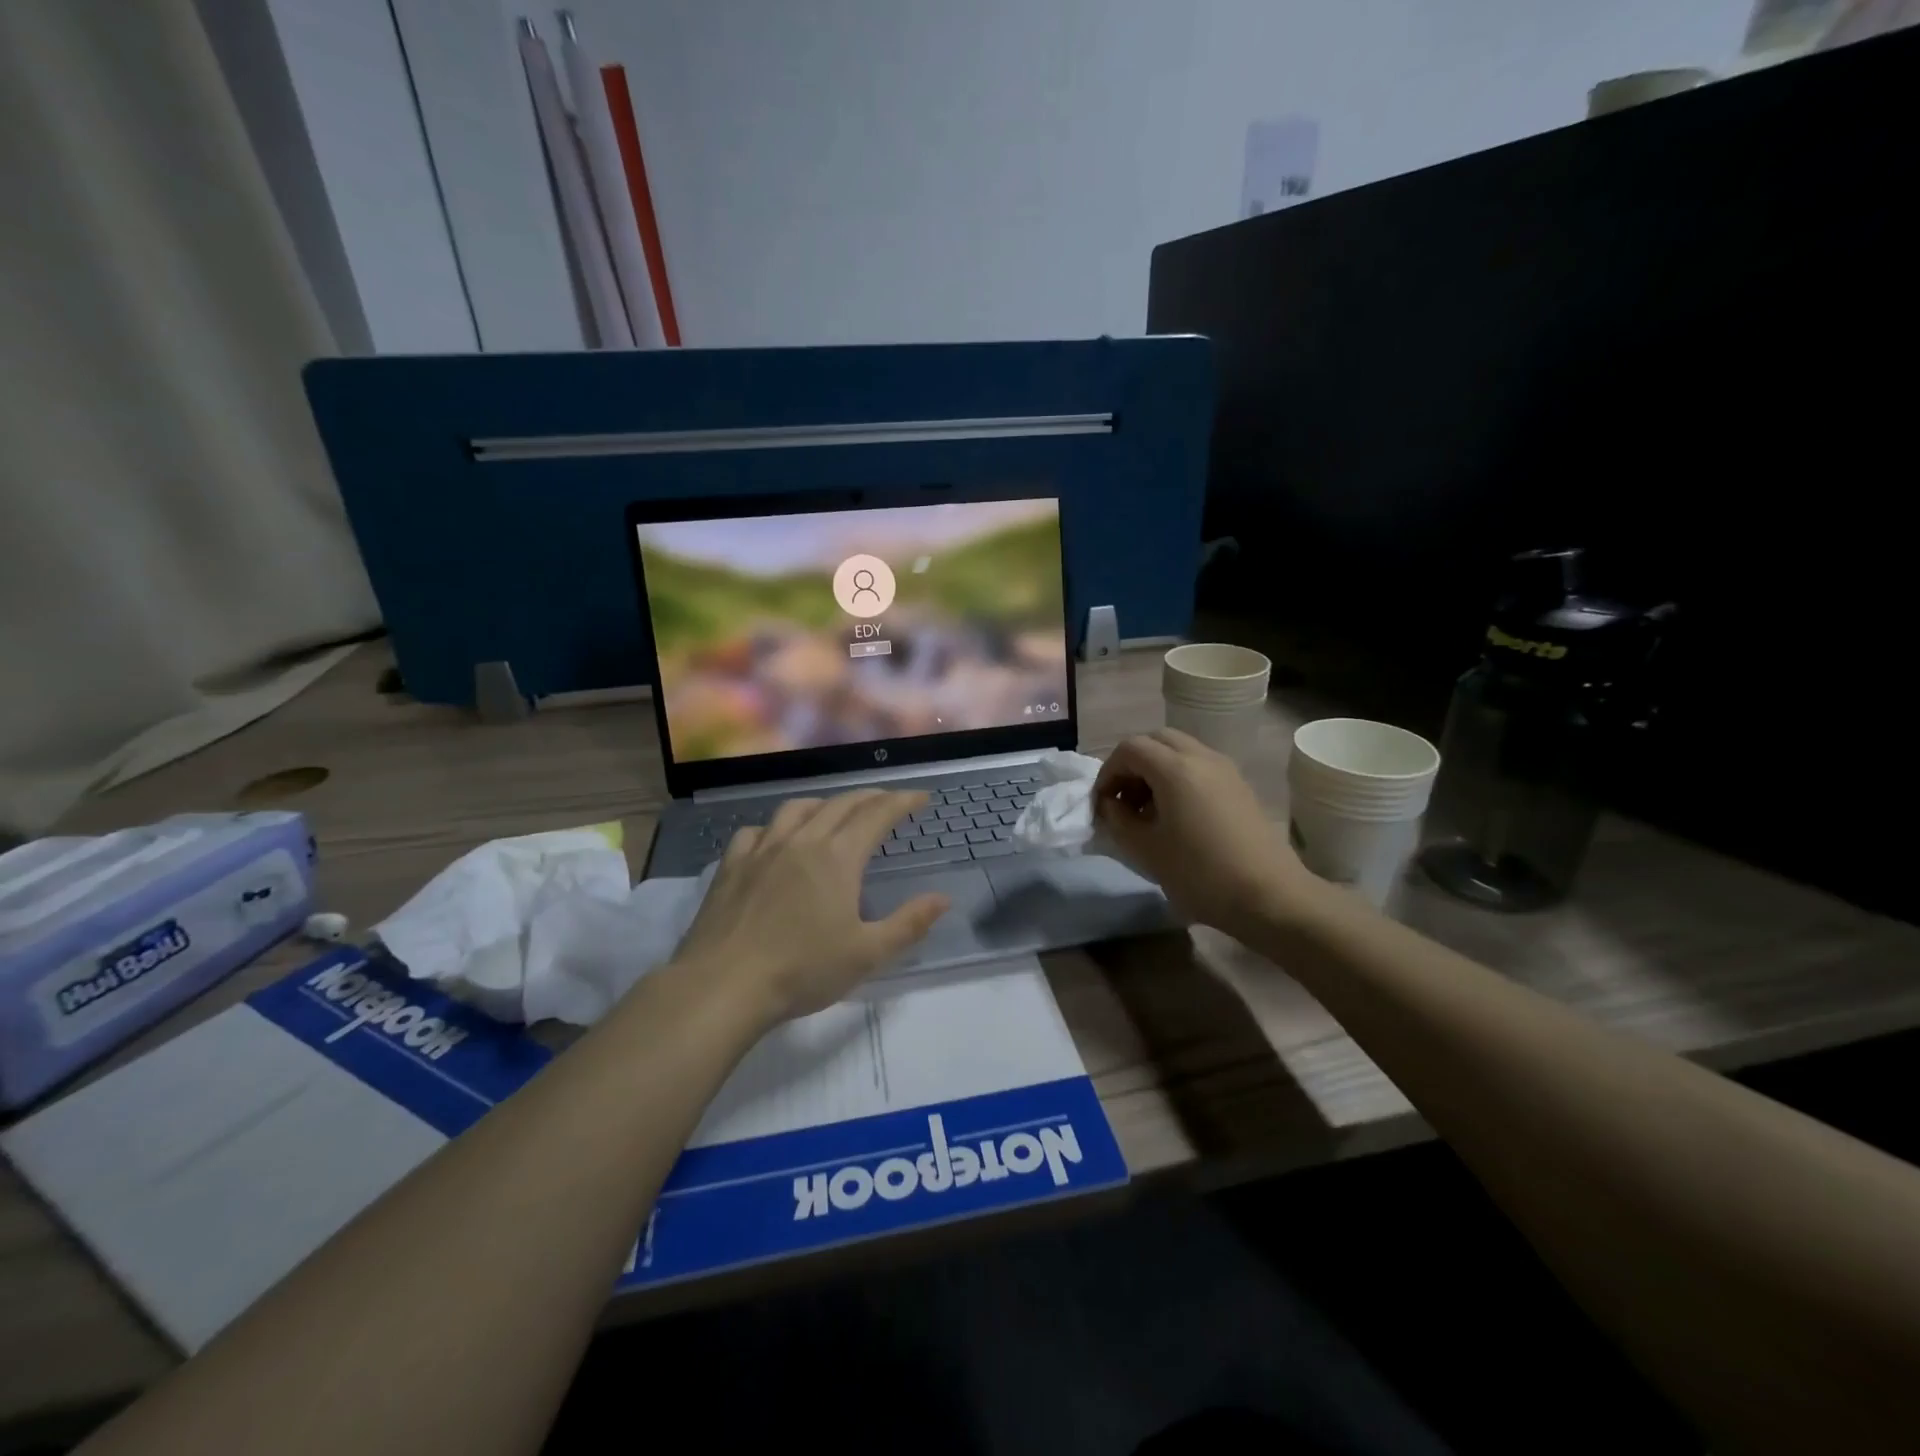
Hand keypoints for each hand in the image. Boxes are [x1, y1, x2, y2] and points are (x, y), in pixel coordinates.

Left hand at [670, 790, 949, 1022]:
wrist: (723, 986)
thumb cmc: (802, 971)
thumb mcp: (867, 954)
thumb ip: (909, 923)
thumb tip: (943, 898)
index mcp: (838, 858)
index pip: (877, 815)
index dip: (902, 801)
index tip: (920, 796)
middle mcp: (801, 841)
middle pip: (840, 804)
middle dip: (869, 798)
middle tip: (887, 802)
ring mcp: (762, 850)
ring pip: (797, 809)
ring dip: (824, 804)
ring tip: (834, 812)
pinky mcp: (731, 866)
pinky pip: (755, 831)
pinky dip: (775, 827)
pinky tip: (775, 840)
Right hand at [1093, 728, 1306, 935]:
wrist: (1269, 896)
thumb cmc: (1200, 873)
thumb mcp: (1146, 850)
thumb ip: (1118, 820)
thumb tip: (1110, 805)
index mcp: (1175, 768)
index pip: (1129, 749)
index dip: (1108, 772)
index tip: (1101, 804)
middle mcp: (1201, 757)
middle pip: (1156, 740)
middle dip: (1132, 764)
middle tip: (1123, 799)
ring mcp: (1225, 769)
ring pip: (1179, 751)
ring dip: (1155, 770)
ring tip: (1147, 810)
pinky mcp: (1239, 786)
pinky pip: (1199, 766)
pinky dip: (1178, 778)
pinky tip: (1176, 816)